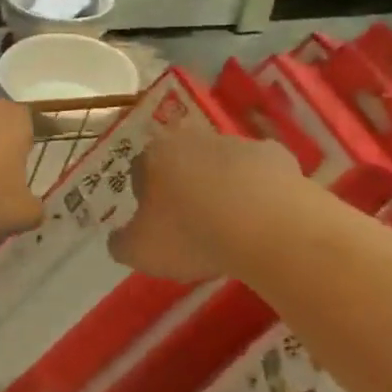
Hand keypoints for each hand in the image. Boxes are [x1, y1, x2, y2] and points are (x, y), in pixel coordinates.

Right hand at [111, 124, 300, 282]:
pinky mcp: (274, 154)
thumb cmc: (192, 234)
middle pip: (181, 161)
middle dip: (184, 185)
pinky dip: (260, 188)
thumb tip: (117, 238)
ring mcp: (235, 143)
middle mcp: (191, 138)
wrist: (266, 225)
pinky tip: (265, 216)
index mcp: (154, 155)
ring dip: (223, 186)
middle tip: (194, 223)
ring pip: (222, 164)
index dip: (146, 199)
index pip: (139, 171)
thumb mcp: (141, 252)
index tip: (158, 225)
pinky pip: (261, 172)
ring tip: (233, 225)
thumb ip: (122, 243)